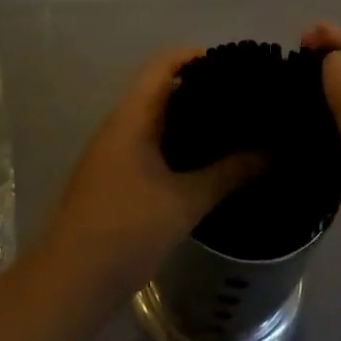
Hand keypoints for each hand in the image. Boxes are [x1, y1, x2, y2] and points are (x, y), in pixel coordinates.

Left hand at [37, 49, 261, 309]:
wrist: (68, 283)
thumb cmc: (125, 231)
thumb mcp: (184, 202)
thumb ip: (229, 173)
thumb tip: (272, 151)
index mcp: (132, 117)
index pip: (164, 65)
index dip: (198, 57)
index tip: (237, 65)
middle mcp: (120, 125)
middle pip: (162, 89)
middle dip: (202, 88)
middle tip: (246, 98)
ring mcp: (114, 152)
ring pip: (157, 119)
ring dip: (191, 119)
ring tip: (235, 126)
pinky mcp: (116, 178)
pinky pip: (152, 145)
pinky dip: (179, 144)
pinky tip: (207, 162)